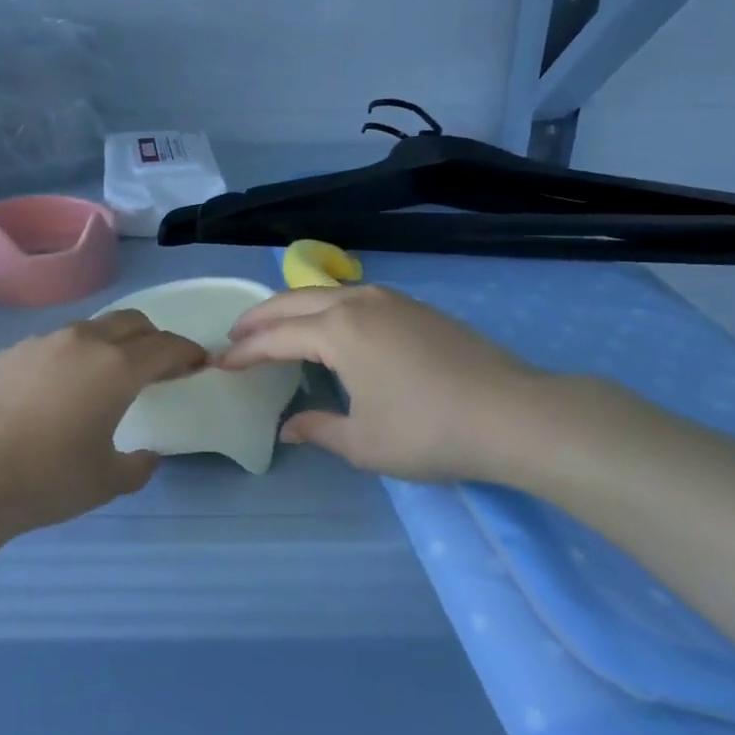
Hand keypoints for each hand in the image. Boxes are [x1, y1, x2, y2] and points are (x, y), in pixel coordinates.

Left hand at [0, 310, 207, 545]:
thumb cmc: (48, 481)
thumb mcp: (107, 482)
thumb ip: (139, 466)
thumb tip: (147, 456)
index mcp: (116, 368)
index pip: (165, 347)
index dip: (188, 352)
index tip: (198, 362)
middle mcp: (82, 342)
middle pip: (131, 322)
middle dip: (153, 338)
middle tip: (158, 365)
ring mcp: (40, 342)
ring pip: (89, 329)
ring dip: (109, 344)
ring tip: (104, 376)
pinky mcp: (8, 353)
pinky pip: (51, 346)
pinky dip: (69, 358)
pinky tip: (56, 390)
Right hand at [217, 285, 567, 487]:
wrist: (513, 413)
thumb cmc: (428, 430)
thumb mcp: (364, 441)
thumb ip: (319, 429)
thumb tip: (288, 427)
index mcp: (338, 330)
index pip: (277, 337)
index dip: (246, 351)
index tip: (220, 362)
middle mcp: (358, 302)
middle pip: (294, 301)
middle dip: (260, 316)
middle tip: (236, 333)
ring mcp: (391, 300)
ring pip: (326, 293)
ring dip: (293, 307)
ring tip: (275, 324)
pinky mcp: (416, 307)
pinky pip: (354, 298)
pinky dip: (325, 307)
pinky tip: (328, 326)